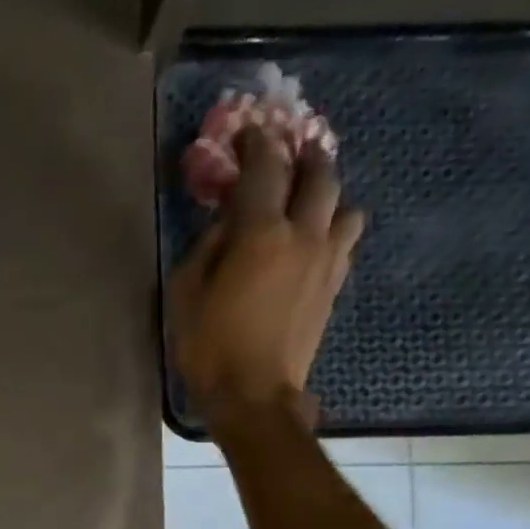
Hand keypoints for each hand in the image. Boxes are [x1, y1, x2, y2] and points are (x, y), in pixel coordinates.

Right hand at [168, 126, 365, 431]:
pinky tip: (315, 240)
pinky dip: (332, 229)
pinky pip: (343, 240)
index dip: (256, 144)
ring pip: (344, 205)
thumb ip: (205, 250)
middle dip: (304, 155)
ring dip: (328, 194)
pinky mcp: (334, 286)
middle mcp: (303, 234)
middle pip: (318, 174)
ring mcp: (326, 260)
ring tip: (310, 199)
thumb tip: (225, 226)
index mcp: (260, 234)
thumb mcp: (185, 296)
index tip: (248, 132)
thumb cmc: (209, 348)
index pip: (264, 169)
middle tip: (291, 149)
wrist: (254, 396)